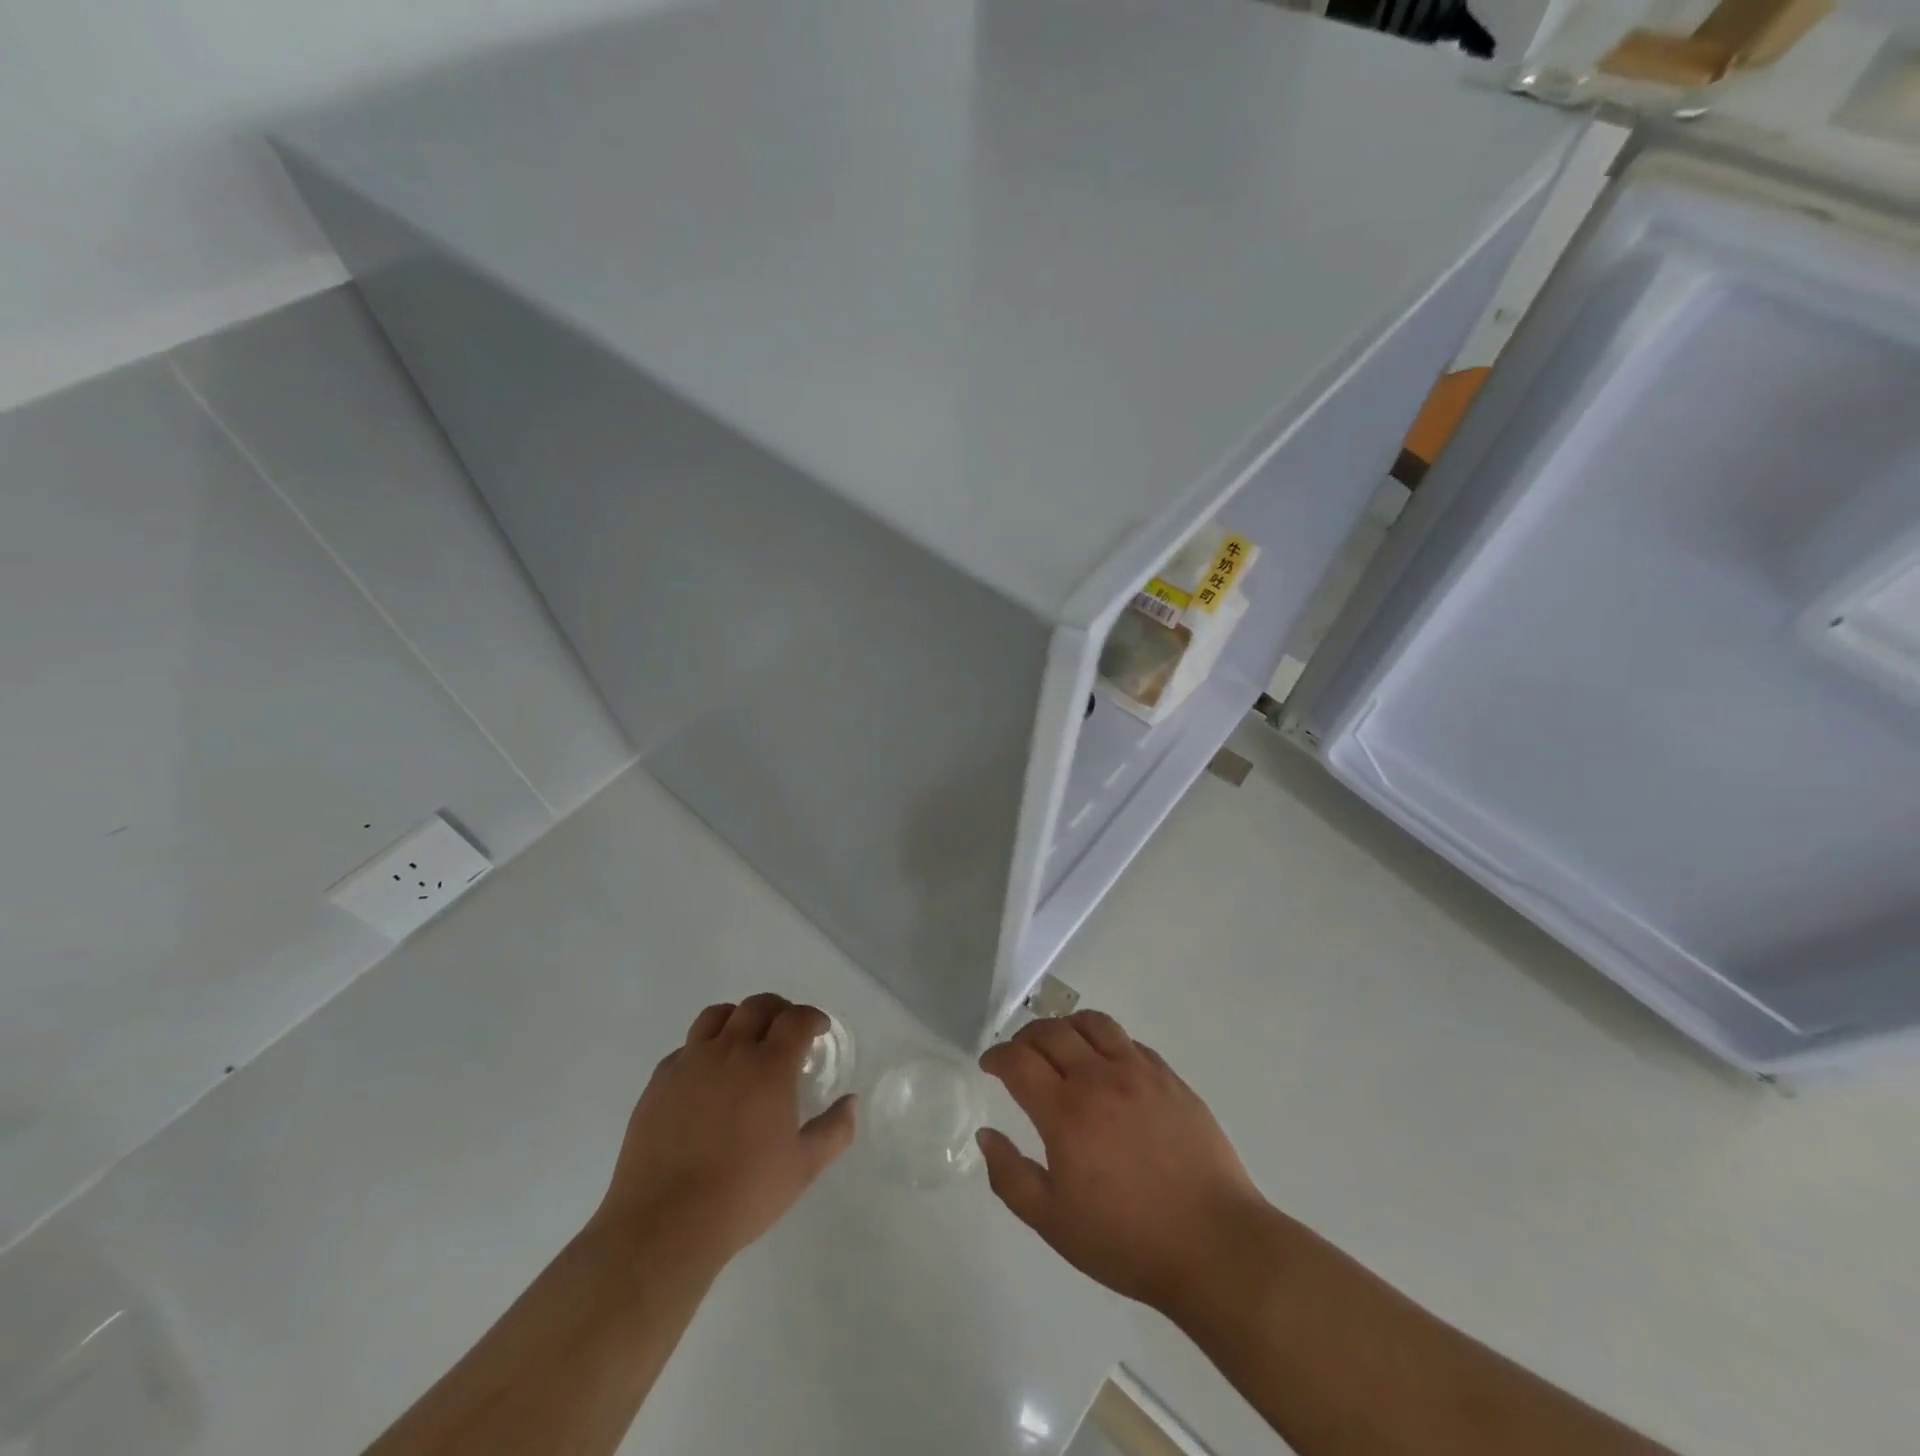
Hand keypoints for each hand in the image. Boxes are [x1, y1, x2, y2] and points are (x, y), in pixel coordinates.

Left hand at [592, 994, 856, 1268]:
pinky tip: (707, 1076)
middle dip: (779, 1010)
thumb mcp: (803, 1167)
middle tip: (786, 1031)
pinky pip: (686, 1047)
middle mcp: (730, 1051)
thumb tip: (850, 1102)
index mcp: (769, 1065)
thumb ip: (835, 1130)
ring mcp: (690, 1062)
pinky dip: (704, 1048)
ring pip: (717, 1016)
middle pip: (757, 1006)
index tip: (818, 1030)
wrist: (665, 1223)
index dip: (812, 1018)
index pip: (796, 1019)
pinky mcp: (659, 1081)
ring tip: (745, 1040)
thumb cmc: (743, 1194)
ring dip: (738, 1018)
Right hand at [977, 1010, 1267, 1314]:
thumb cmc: (1127, 1241)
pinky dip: (1105, 1041)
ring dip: (1066, 1026)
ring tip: (1060, 1044)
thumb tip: (987, 1134)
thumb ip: (1011, 1177)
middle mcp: (1099, 1078)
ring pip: (1092, 1023)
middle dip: (1025, 1037)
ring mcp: (1139, 1072)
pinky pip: (1128, 1041)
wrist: (1214, 1245)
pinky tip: (1106, 1064)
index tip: (989, 1065)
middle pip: (1051, 1032)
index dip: (996, 1056)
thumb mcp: (1054, 1224)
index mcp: (1066, 1112)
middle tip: (1018, 1055)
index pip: (1018, 1061)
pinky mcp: (1170, 1078)